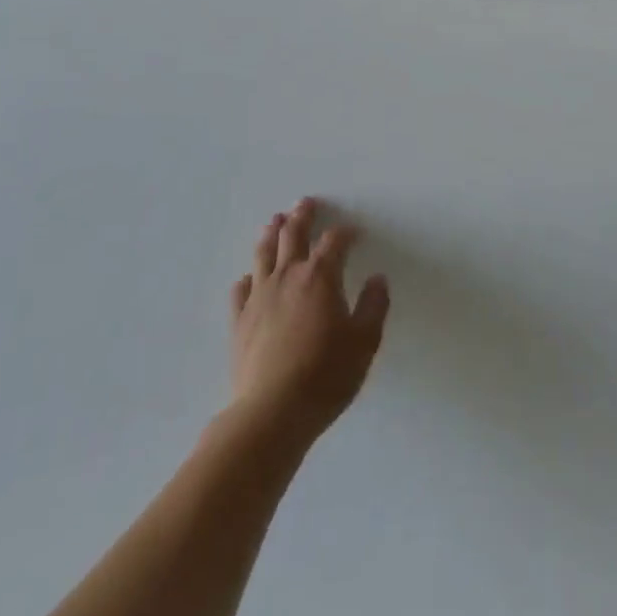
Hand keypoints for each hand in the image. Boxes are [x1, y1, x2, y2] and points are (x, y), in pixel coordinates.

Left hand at [229, 198, 389, 439]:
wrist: (271, 412)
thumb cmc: (326, 375)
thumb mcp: (364, 342)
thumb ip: (373, 306)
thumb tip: (377, 279)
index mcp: (321, 276)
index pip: (334, 241)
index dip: (345, 233)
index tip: (353, 232)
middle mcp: (288, 276)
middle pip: (293, 234)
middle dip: (302, 216)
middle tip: (305, 202)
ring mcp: (259, 296)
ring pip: (264, 253)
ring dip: (272, 233)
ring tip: (275, 220)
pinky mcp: (239, 320)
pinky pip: (240, 289)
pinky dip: (248, 277)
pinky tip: (249, 277)